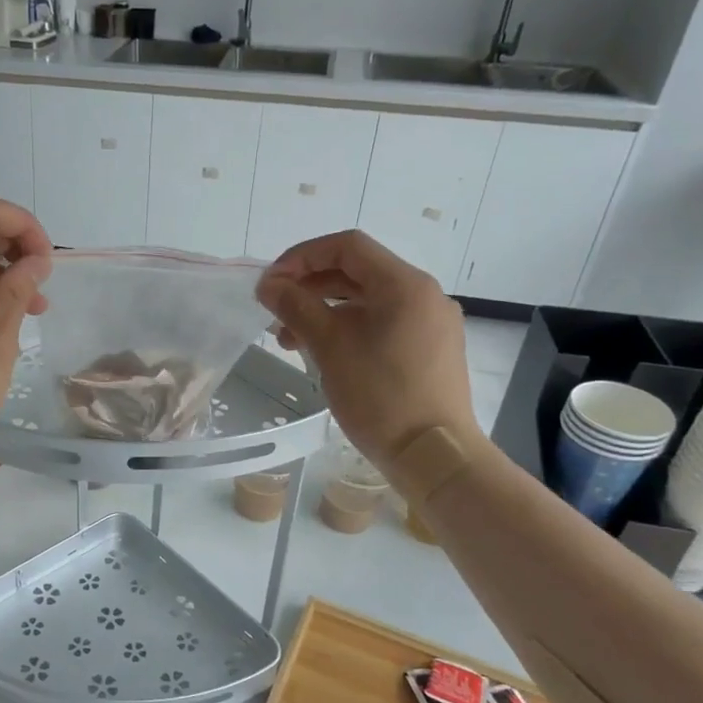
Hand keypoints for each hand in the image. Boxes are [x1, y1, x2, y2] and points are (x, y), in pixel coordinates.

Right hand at [257, 230, 474, 470]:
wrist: (434, 455)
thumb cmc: (380, 396)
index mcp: (405, 284)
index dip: (302, 257)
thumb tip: (268, 283)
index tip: (270, 283)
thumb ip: (296, 307)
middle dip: (310, 286)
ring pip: (368, 301)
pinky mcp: (431, 350)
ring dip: (325, 310)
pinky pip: (384, 323)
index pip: (347, 247)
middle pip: (358, 272)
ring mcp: (431, 323)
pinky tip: (325, 353)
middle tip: (274, 312)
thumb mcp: (330, 347)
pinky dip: (349, 328)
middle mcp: (424, 294)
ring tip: (290, 340)